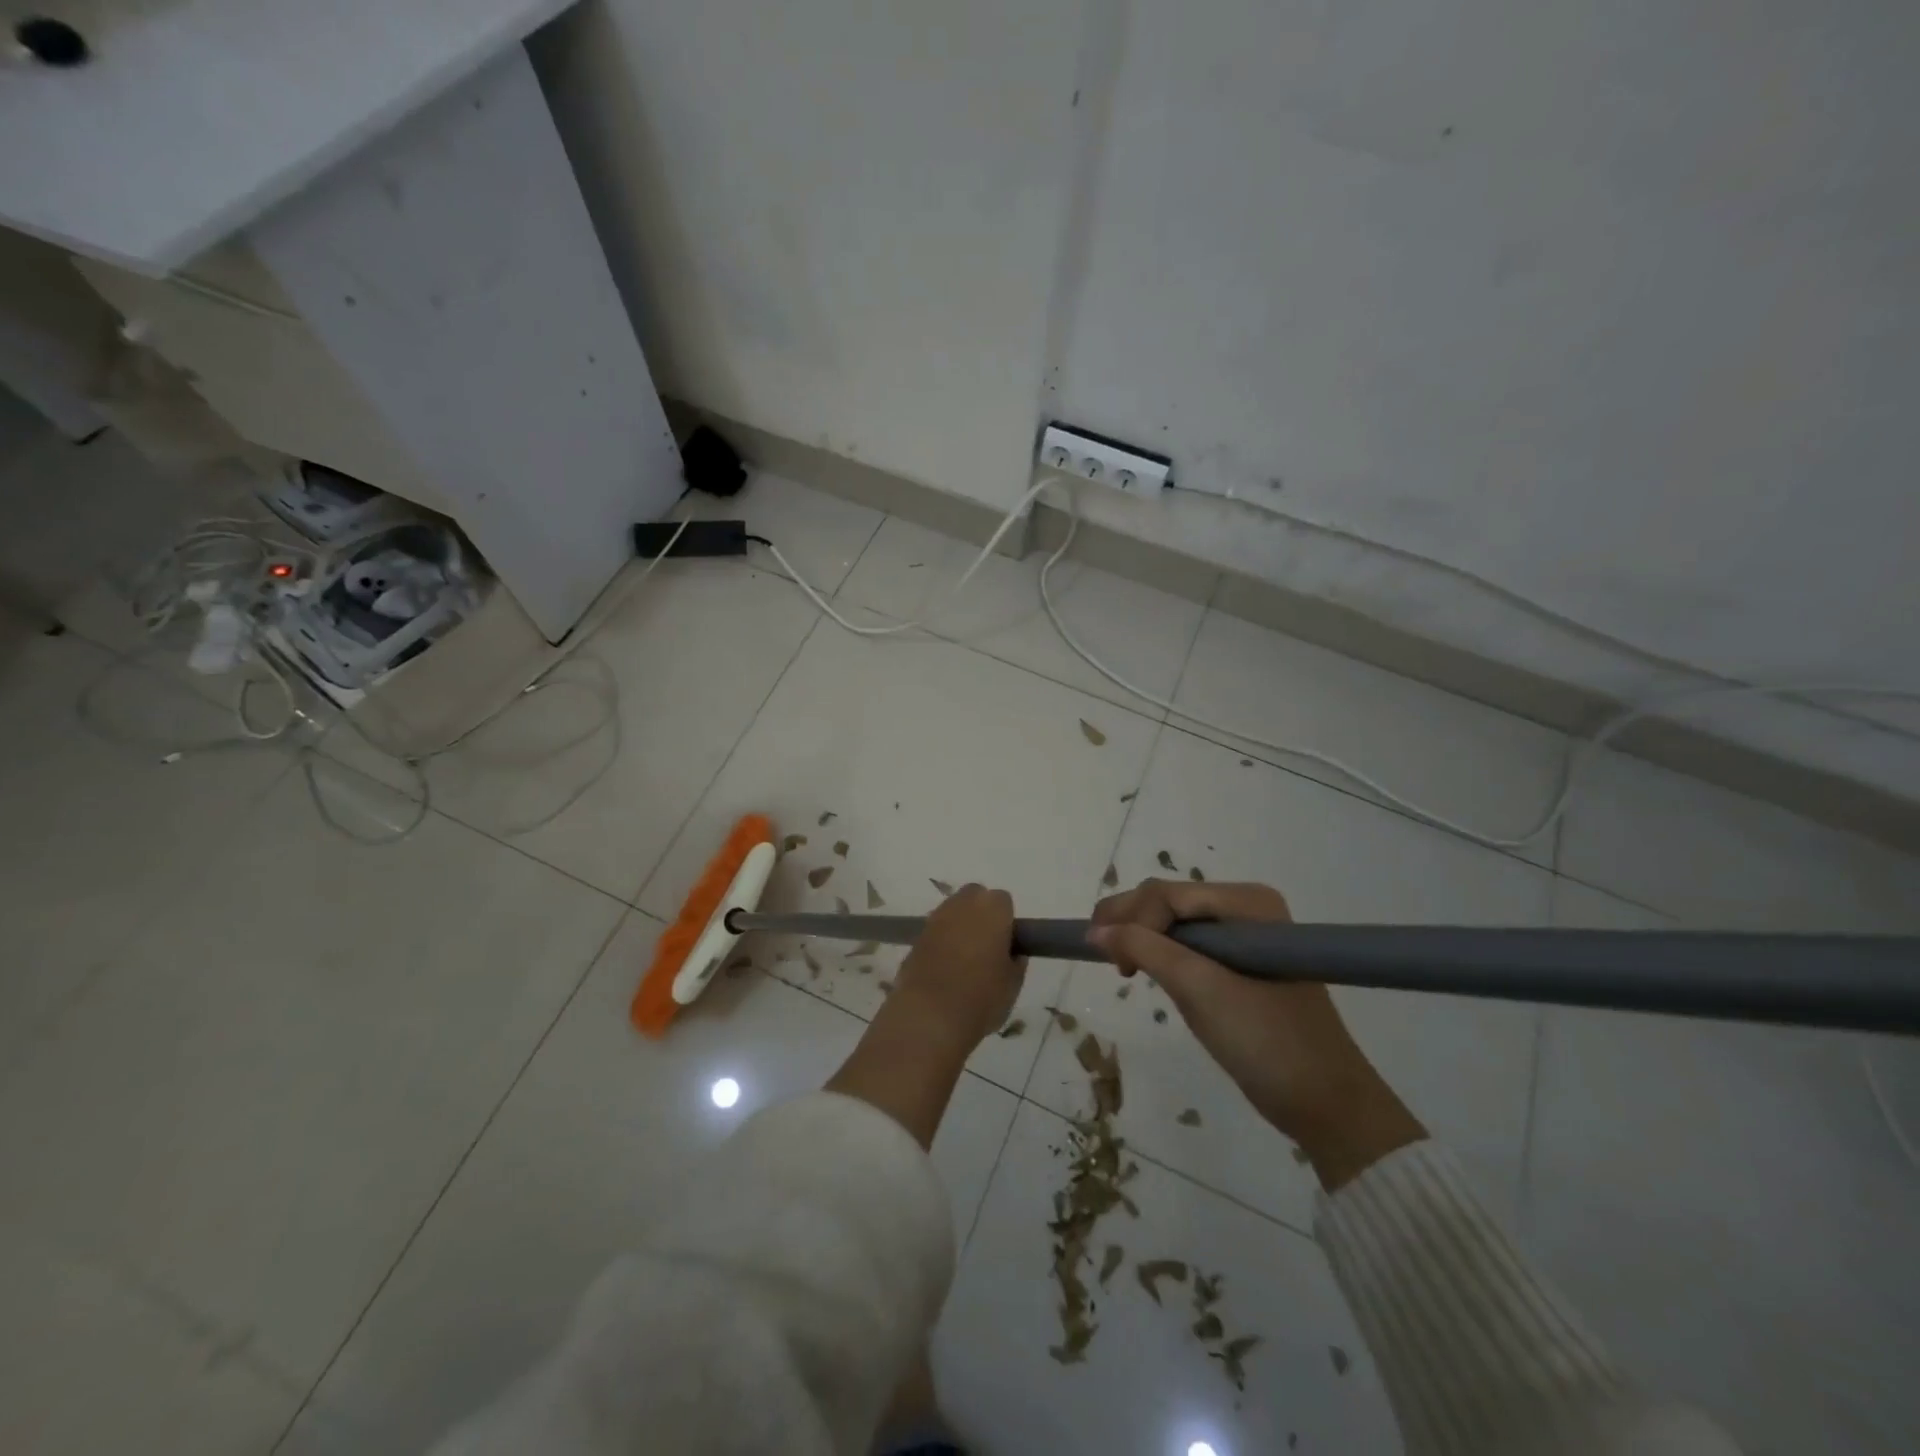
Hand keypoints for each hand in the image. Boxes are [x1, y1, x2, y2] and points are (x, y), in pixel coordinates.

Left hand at [893, 884, 1026, 1050]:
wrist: (930, 1014)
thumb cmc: (981, 996)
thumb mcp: (1013, 984)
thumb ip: (1015, 962)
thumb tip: (1012, 954)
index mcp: (992, 909)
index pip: (1003, 901)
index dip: (1006, 921)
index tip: (1007, 944)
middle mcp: (962, 904)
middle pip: (974, 897)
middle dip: (980, 913)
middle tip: (987, 946)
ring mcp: (935, 918)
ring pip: (952, 912)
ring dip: (959, 926)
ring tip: (964, 959)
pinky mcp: (916, 937)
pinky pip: (935, 932)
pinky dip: (940, 942)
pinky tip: (944, 968)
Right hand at [1087, 879, 1423, 1189]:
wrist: (1326, 1105)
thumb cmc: (1265, 1040)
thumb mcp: (1199, 990)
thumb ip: (1145, 949)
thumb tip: (1094, 932)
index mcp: (1247, 902)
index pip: (1168, 893)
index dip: (1131, 918)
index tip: (1113, 964)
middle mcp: (1246, 907)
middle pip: (1169, 900)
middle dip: (1132, 923)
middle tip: (1106, 961)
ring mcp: (1245, 934)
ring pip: (1174, 921)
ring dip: (1142, 937)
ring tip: (1122, 967)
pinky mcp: (1241, 962)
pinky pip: (1189, 943)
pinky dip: (1162, 953)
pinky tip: (1146, 969)